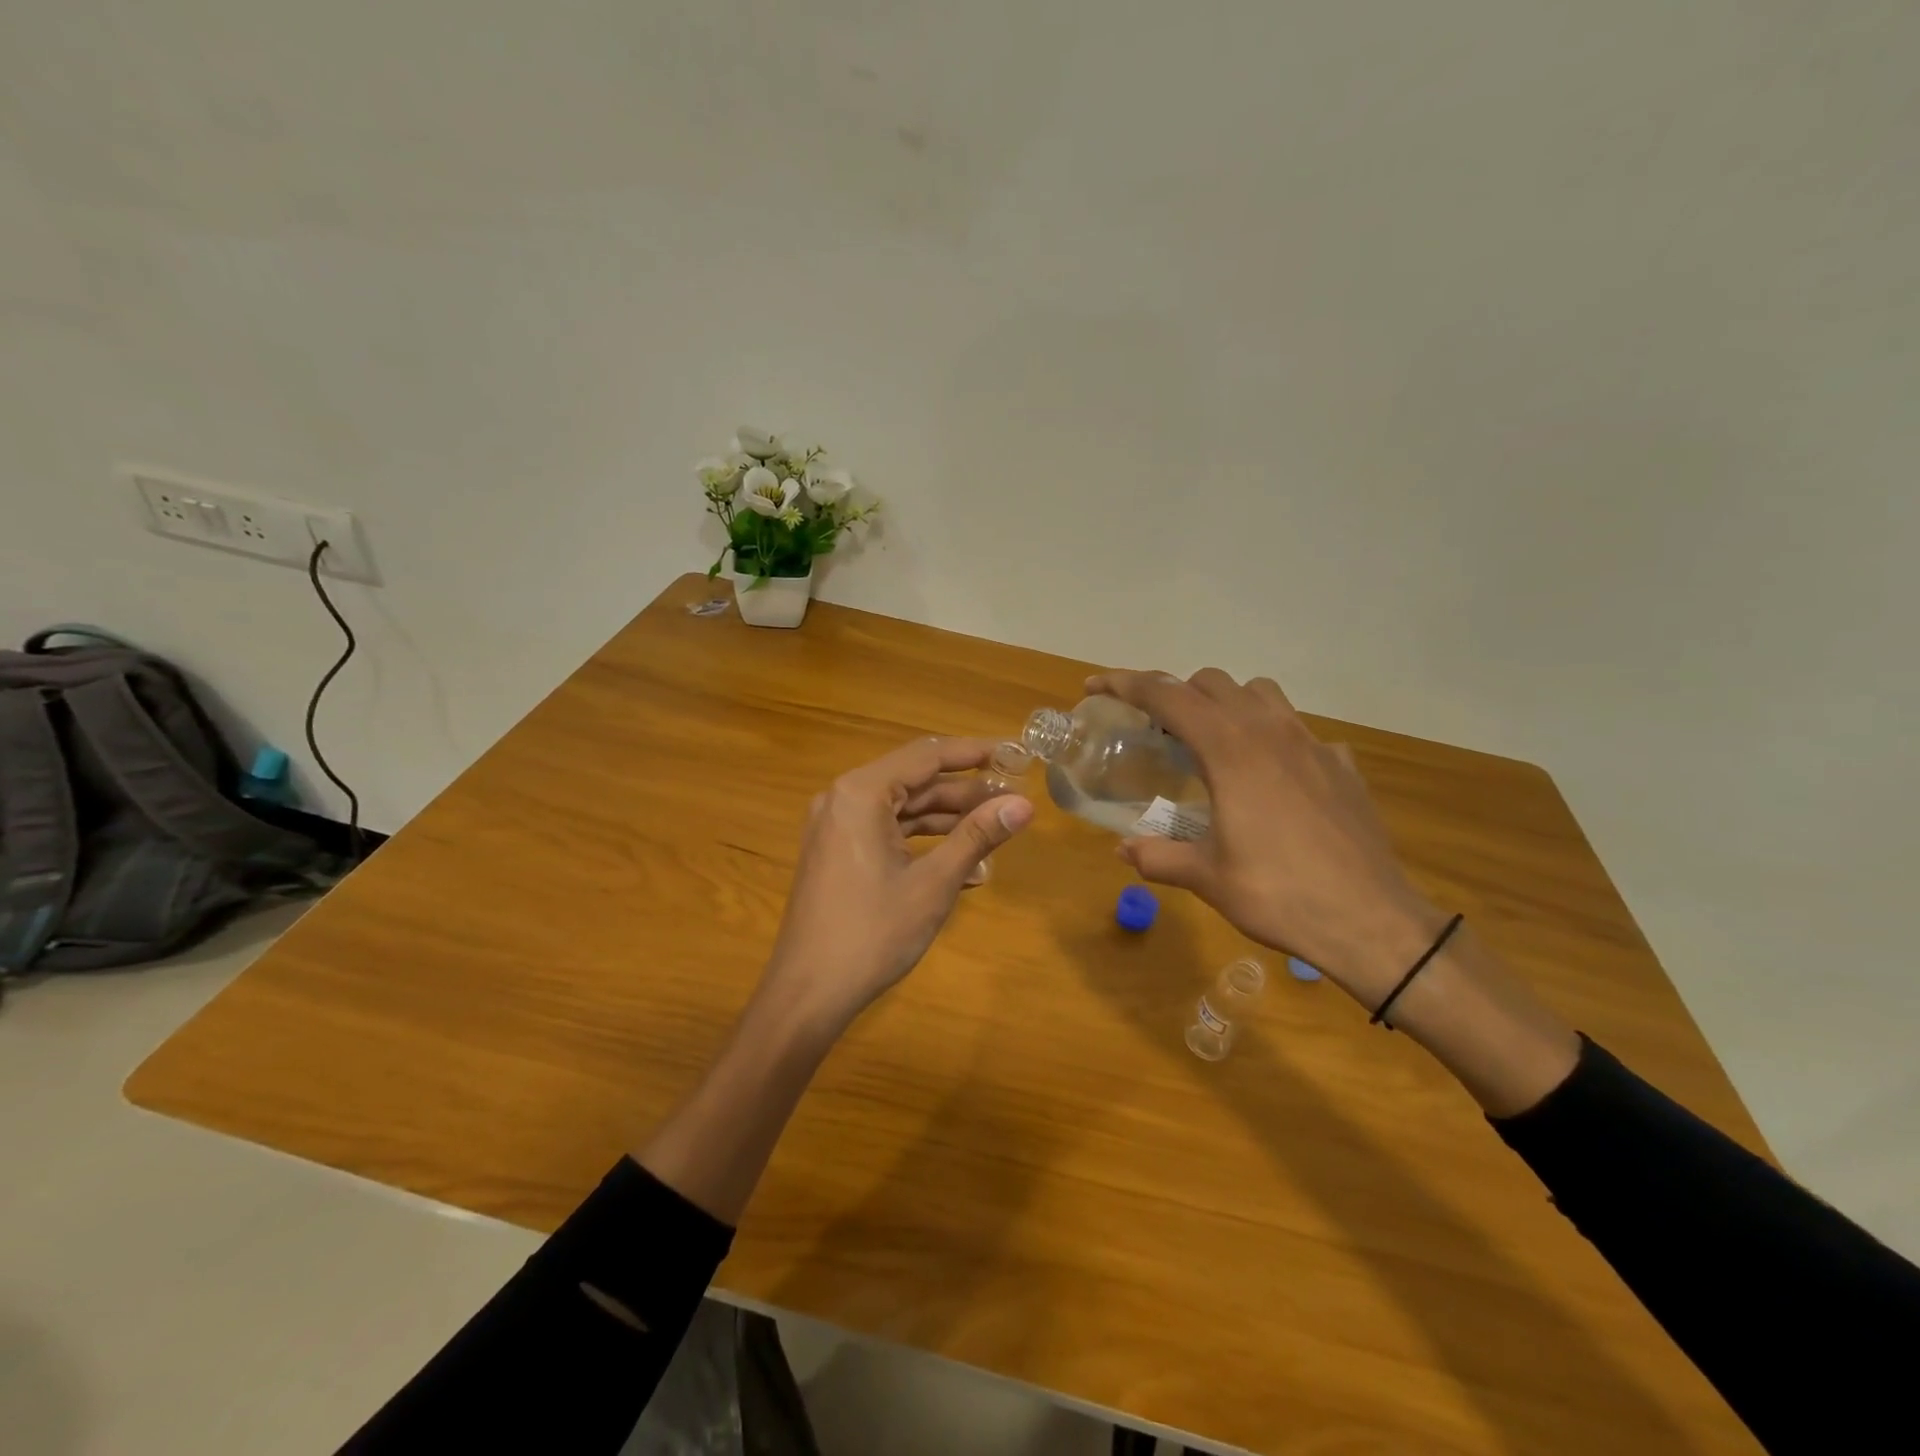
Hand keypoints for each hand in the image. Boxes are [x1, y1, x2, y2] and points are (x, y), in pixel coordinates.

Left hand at [759, 736, 1034, 1034]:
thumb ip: (977, 836)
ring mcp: (837, 826)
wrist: (808, 993)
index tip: (1015, 754)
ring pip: (903, 808)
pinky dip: (923, 842)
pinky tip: (964, 863)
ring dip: (948, 818)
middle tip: (1013, 799)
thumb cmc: (872, 933)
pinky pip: (887, 832)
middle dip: (965, 791)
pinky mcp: (838, 852)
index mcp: (861, 793)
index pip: (928, 755)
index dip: (975, 752)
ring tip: (996, 828)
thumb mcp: (933, 883)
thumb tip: (1025, 805)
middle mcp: (844, 798)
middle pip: (915, 780)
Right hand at [1087, 669, 1446, 1003]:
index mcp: (1230, 750)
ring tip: (1213, 742)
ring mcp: (1313, 744)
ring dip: (1227, 703)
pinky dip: (1273, 737)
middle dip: (1176, 693)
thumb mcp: (1207, 878)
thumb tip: (1124, 851)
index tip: (1096, 686)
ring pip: (1261, 693)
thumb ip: (1158, 857)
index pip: (1167, 695)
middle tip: (1156, 730)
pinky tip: (1272, 778)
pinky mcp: (1342, 765)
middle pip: (1212, 683)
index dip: (1125, 683)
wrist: (1372, 922)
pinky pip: (1299, 731)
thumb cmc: (1279, 894)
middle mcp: (1270, 732)